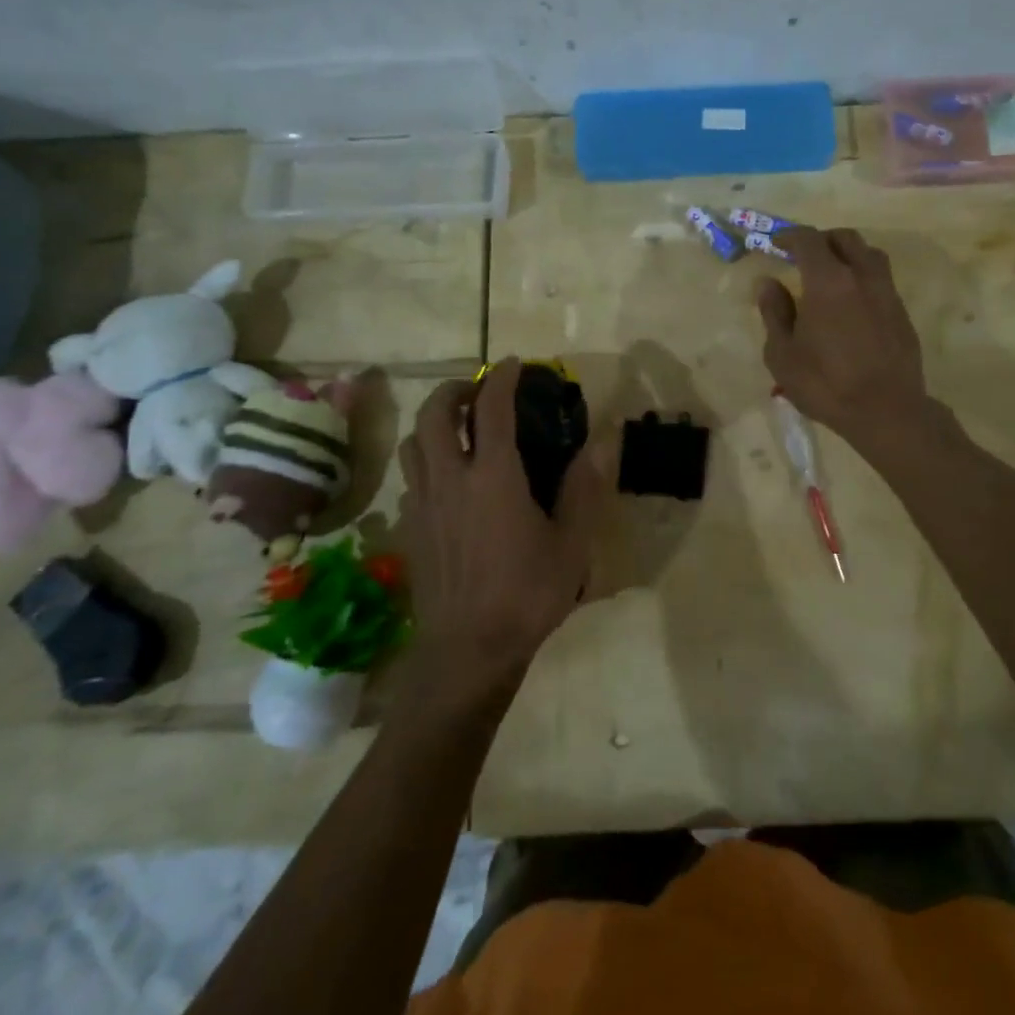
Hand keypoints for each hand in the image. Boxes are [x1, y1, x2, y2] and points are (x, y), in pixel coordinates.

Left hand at [398, 359, 608, 684]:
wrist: (469, 650)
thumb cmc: (527, 594)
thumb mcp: (571, 543)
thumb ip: (585, 487)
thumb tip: (604, 440)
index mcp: (493, 476)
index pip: (491, 408)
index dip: (502, 378)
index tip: (514, 364)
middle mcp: (451, 479)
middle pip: (435, 414)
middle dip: (454, 390)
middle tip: (476, 390)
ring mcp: (423, 503)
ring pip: (413, 442)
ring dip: (432, 422)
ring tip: (456, 426)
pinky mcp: (410, 528)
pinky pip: (410, 476)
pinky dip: (425, 459)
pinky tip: (445, 477)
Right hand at [757, 227, 929, 449]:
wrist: (886, 411)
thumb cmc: (825, 384)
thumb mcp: (783, 354)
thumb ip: (774, 313)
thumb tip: (768, 283)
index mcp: (828, 281)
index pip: (809, 240)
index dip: (790, 236)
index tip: (776, 243)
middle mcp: (862, 277)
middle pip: (845, 239)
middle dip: (821, 240)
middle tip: (803, 256)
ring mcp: (887, 293)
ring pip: (869, 255)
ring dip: (848, 255)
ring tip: (831, 275)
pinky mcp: (902, 313)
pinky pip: (881, 280)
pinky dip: (863, 278)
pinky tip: (852, 304)